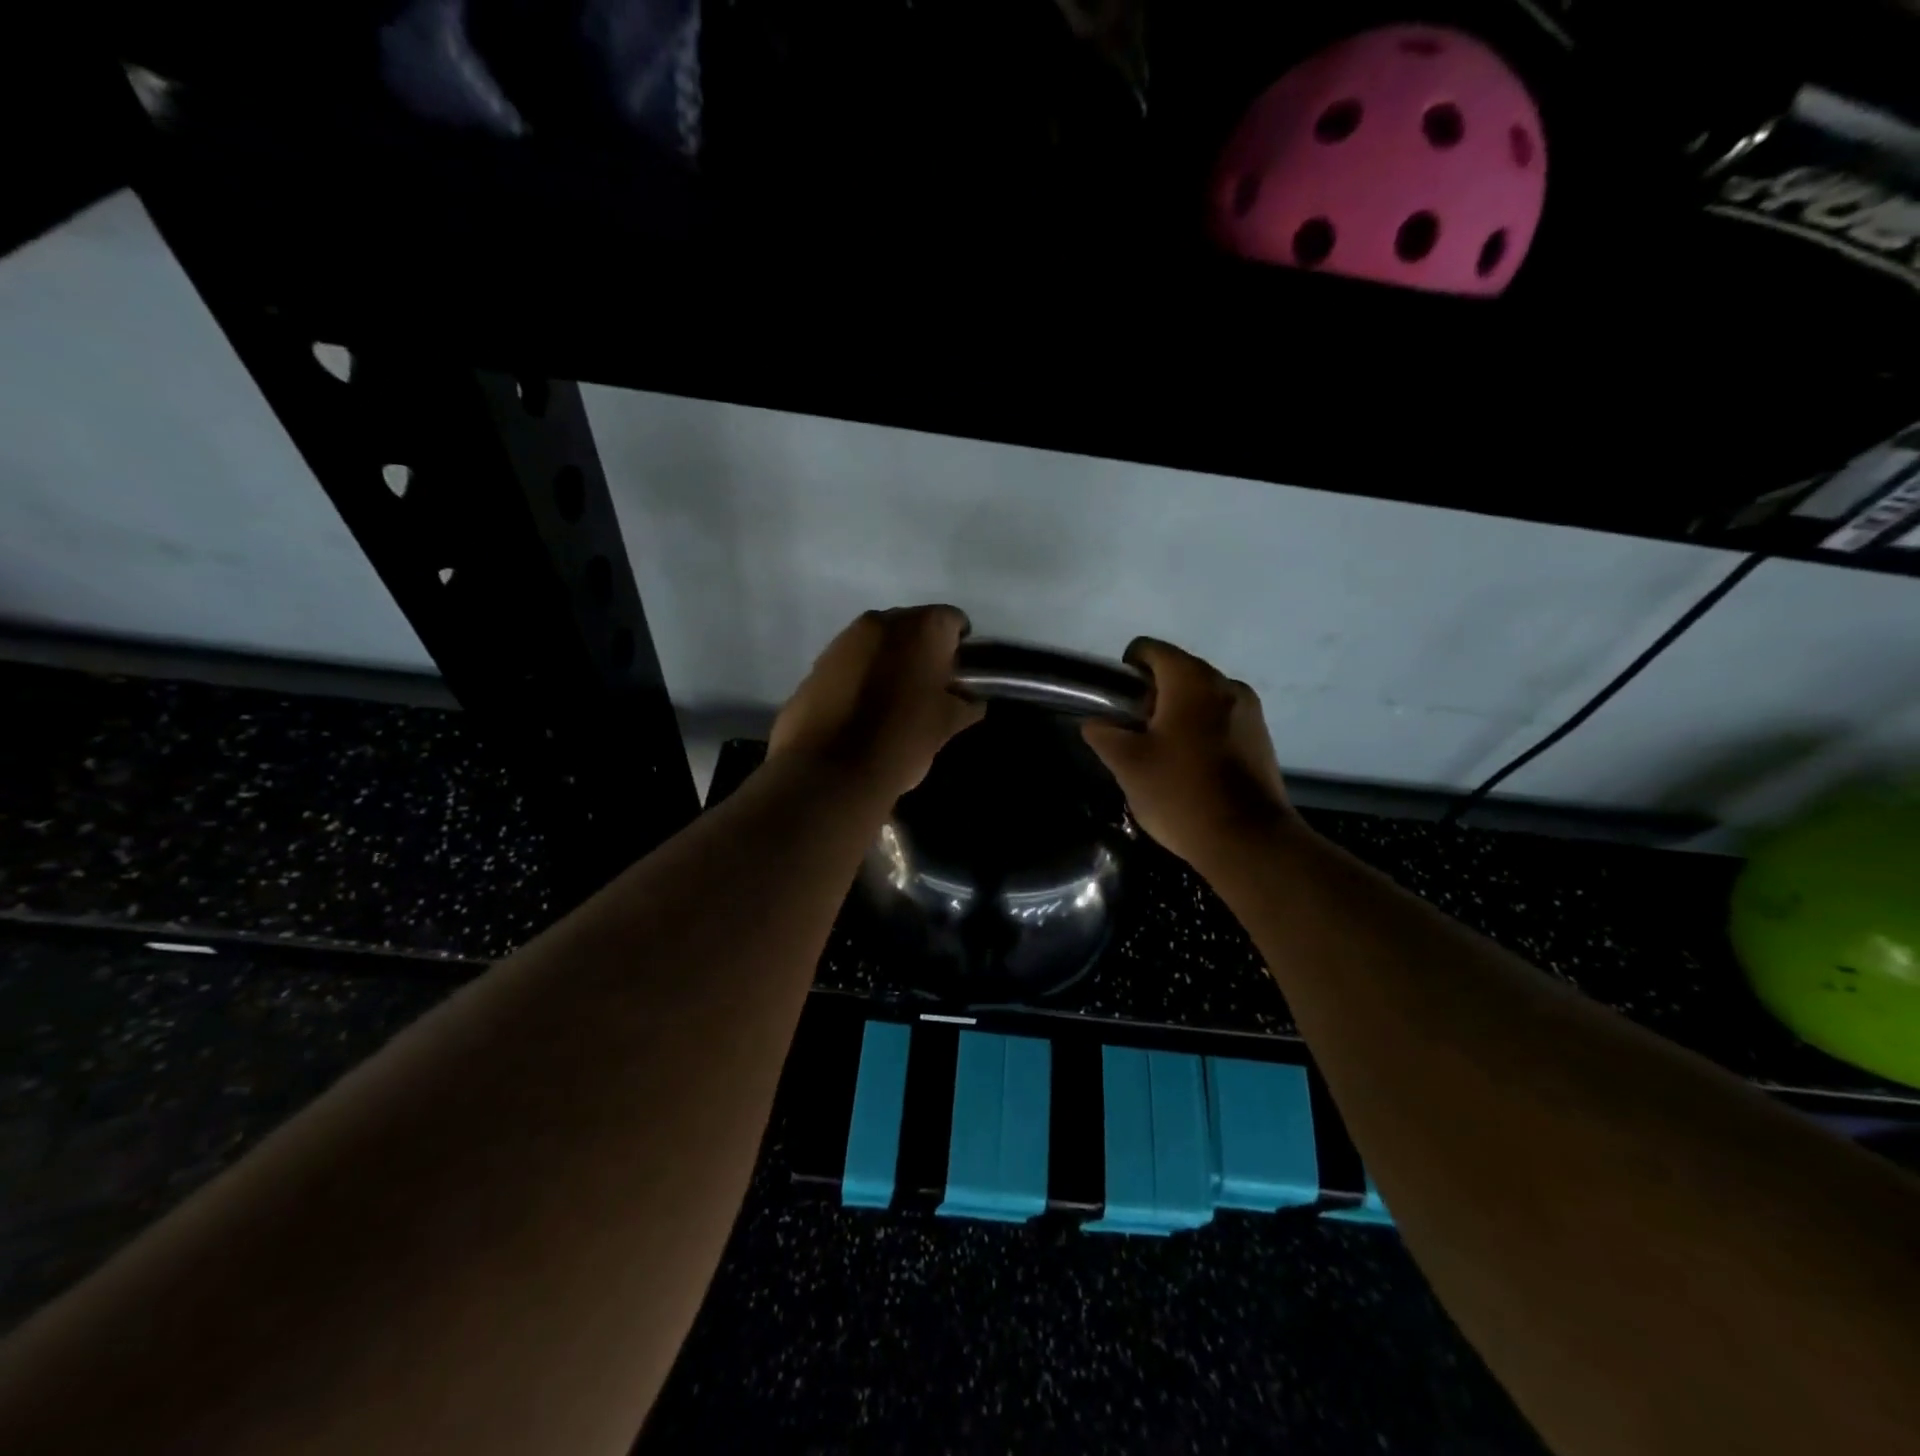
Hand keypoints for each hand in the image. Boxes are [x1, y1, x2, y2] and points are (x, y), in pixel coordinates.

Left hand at [769, 606, 985, 802]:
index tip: (958, 677)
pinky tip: (862, 709)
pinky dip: (860, 675)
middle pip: (913, 626)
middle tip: (928, 689)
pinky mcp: (817, 663)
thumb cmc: (902, 740)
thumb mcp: (947, 725)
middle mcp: (883, 621)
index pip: (953, 621)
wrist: (830, 771)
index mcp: (922, 628)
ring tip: (892, 701)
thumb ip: (965, 704)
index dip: (959, 648)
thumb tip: (970, 700)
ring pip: (878, 643)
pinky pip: (850, 661)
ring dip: (889, 662)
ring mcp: (844, 639)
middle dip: (922, 651)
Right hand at [1082, 638, 1296, 868]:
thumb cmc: (1180, 793)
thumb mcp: (1127, 764)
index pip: (1150, 650)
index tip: (1116, 704)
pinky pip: (1220, 720)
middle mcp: (1225, 684)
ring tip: (1160, 755)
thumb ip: (1104, 734)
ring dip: (1176, 715)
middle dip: (1151, 697)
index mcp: (1191, 680)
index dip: (1126, 670)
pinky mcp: (1261, 738)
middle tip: (1133, 735)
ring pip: (1200, 698)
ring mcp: (1249, 711)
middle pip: (1177, 672)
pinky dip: (1199, 731)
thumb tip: (1096, 722)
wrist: (1248, 840)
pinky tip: (1189, 768)